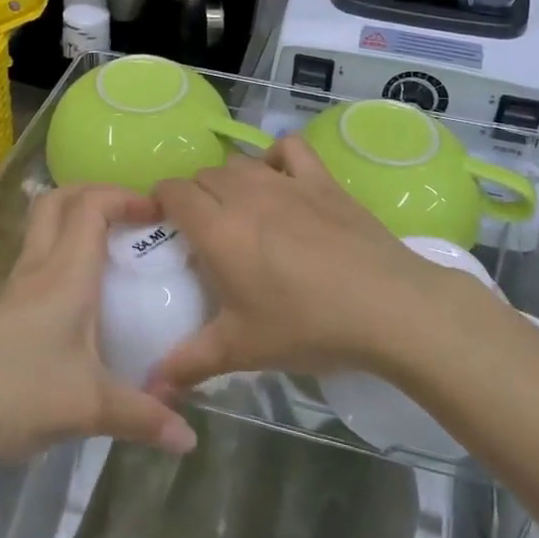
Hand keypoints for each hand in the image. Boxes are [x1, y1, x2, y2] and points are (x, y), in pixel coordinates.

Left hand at [0, 185, 197, 472]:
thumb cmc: (10, 394)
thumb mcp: (86, 409)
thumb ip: (141, 418)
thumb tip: (189, 439)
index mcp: (65, 275)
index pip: (92, 206)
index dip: (125, 195)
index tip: (158, 210)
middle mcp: (36, 271)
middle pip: (58, 202)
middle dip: (95, 194)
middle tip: (129, 217)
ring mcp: (8, 294)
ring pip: (41, 235)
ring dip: (74, 228)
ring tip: (109, 260)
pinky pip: (32, 272)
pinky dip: (59, 267)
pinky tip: (73, 313)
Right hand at [150, 137, 452, 392]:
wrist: (386, 306)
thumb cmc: (306, 325)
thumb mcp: (242, 349)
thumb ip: (190, 363)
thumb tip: (152, 389)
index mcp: (218, 228)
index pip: (173, 192)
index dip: (161, 201)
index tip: (165, 225)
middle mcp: (246, 193)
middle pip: (205, 175)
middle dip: (196, 195)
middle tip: (205, 233)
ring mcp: (287, 181)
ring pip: (241, 162)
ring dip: (230, 180)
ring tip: (240, 212)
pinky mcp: (322, 180)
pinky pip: (290, 148)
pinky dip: (277, 157)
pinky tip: (280, 180)